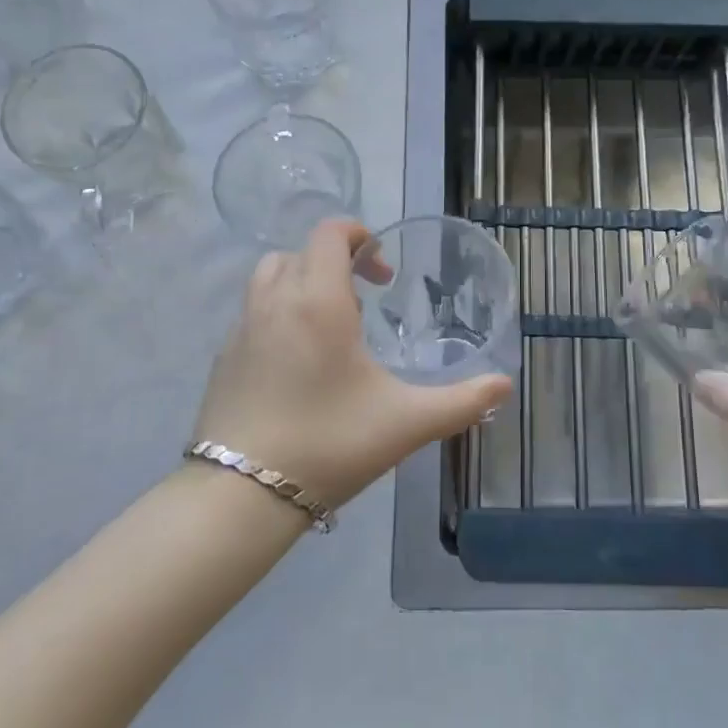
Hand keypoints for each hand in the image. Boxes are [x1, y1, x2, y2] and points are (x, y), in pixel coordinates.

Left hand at [192, 218, 513, 509]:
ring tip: (329, 326)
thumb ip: (461, 402)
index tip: (383, 274)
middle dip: (335, 262)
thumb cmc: (330, 444)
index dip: (359, 236)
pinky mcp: (223, 357)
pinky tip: (297, 363)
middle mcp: (275, 300)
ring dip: (301, 281)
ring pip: (270, 276)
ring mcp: (242, 328)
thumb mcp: (406, 423)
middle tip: (364, 303)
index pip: (330, 233)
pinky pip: (253, 312)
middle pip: (301, 251)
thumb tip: (505, 386)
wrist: (240, 495)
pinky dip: (278, 314)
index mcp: (318, 300)